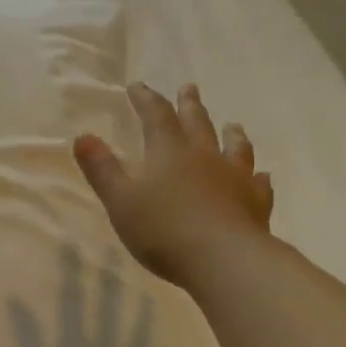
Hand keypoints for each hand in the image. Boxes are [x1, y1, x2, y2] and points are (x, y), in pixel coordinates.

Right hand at [73, 82, 274, 288]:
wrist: (224, 260)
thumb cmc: (163, 230)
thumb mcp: (120, 200)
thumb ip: (102, 169)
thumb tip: (83, 136)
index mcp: (169, 152)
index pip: (156, 116)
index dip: (146, 99)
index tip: (138, 86)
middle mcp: (204, 157)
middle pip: (197, 123)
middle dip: (189, 105)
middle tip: (189, 88)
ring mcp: (235, 178)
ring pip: (234, 148)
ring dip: (231, 134)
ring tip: (232, 125)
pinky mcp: (255, 204)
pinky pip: (258, 184)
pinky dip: (258, 177)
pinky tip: (262, 176)